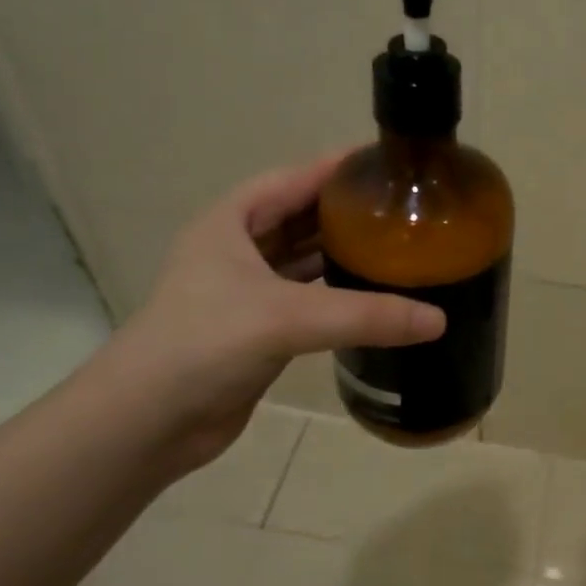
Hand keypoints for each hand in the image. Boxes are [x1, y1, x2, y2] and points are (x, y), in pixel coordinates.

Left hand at [108, 154, 444, 467]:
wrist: (146, 422)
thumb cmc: (204, 345)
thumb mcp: (286, 318)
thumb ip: (365, 315)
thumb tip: (439, 319)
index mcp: (233, 221)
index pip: (297, 178)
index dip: (342, 167)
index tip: (394, 163)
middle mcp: (239, 247)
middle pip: (305, 216)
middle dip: (351, 211)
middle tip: (408, 209)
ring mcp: (247, 289)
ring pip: (307, 258)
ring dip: (346, 253)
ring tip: (401, 247)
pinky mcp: (258, 327)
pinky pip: (309, 298)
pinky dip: (339, 294)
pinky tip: (376, 296)